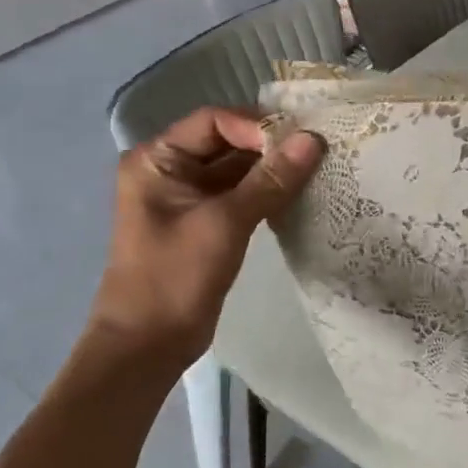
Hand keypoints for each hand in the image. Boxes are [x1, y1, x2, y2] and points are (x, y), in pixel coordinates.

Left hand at [88, 107, 322, 361]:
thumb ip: (271, 179)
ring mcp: (188, 197)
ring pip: (237, 169)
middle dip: (270, 145)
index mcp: (157, 159)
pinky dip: (268, 191)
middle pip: (227, 141)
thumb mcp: (225, 223)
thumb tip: (313, 139)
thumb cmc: (175, 277)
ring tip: (317, 167)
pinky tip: (301, 192)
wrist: (148, 345)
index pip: (214, 122)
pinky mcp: (206, 221)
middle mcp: (170, 169)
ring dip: (273, 168)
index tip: (299, 142)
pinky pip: (241, 193)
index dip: (257, 127)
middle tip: (318, 149)